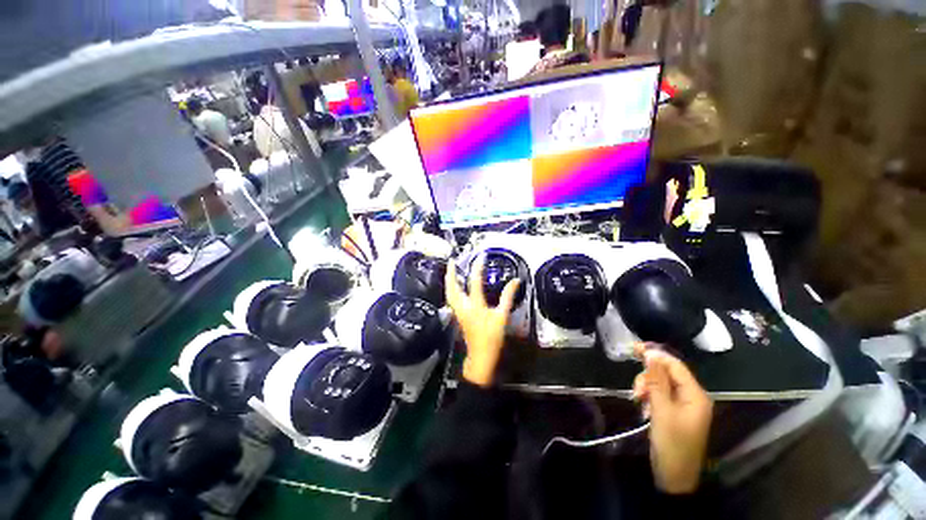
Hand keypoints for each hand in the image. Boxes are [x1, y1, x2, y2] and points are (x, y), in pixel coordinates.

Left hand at [445, 256, 520, 386]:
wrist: (481, 355)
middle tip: (452, 261)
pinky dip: (450, 289)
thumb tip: (515, 281)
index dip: (477, 268)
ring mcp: (458, 312)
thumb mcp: (503, 316)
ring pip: (449, 293)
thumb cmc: (492, 337)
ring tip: (449, 270)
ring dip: (448, 280)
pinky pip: (450, 299)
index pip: (475, 282)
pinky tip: (452, 286)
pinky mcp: (457, 316)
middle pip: (453, 287)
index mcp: (476, 306)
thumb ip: (508, 297)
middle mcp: (463, 307)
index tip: (481, 256)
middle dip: (451, 272)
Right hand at [634, 344, 712, 493]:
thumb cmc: (671, 443)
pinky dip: (648, 398)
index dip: (656, 355)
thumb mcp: (662, 410)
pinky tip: (643, 409)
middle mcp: (691, 396)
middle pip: (666, 374)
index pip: (675, 366)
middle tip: (636, 391)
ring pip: (659, 384)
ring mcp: (682, 405)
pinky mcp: (673, 412)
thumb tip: (651, 355)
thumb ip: (656, 381)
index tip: (634, 348)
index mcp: (695, 395)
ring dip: (646, 388)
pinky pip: (658, 395)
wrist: (674, 475)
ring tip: (639, 402)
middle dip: (648, 378)